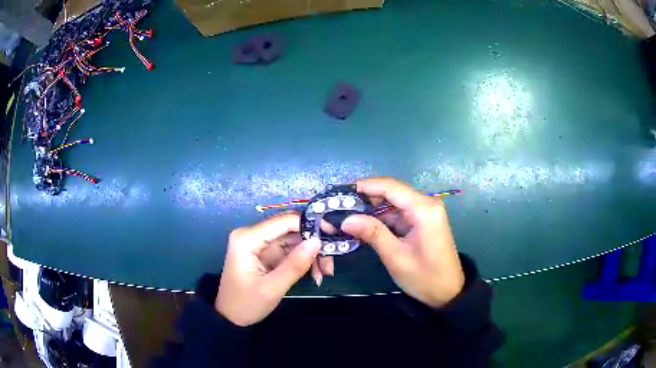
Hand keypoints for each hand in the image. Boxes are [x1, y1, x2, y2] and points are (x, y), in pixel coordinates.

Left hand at [216, 212, 323, 325]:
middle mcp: (252, 235)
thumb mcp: (272, 288)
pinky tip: (314, 274)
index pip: (284, 222)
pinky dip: (303, 261)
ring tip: (323, 274)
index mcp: (247, 238)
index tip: (334, 236)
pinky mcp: (265, 254)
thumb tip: (317, 241)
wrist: (230, 318)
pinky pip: (289, 251)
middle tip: (329, 266)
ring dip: (310, 255)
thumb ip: (294, 265)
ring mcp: (259, 244)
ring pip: (293, 241)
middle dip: (313, 246)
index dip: (310, 225)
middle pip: (290, 231)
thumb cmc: (246, 304)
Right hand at [341, 177, 464, 307]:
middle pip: (391, 191)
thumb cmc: (425, 277)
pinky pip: (398, 213)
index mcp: (423, 209)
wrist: (449, 292)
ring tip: (346, 216)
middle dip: (364, 198)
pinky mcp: (422, 220)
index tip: (339, 192)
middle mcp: (426, 203)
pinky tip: (364, 224)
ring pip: (392, 202)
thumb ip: (372, 233)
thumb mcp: (396, 257)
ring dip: (371, 209)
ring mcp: (425, 211)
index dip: (363, 185)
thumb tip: (345, 219)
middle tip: (338, 207)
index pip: (390, 186)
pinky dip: (381, 218)